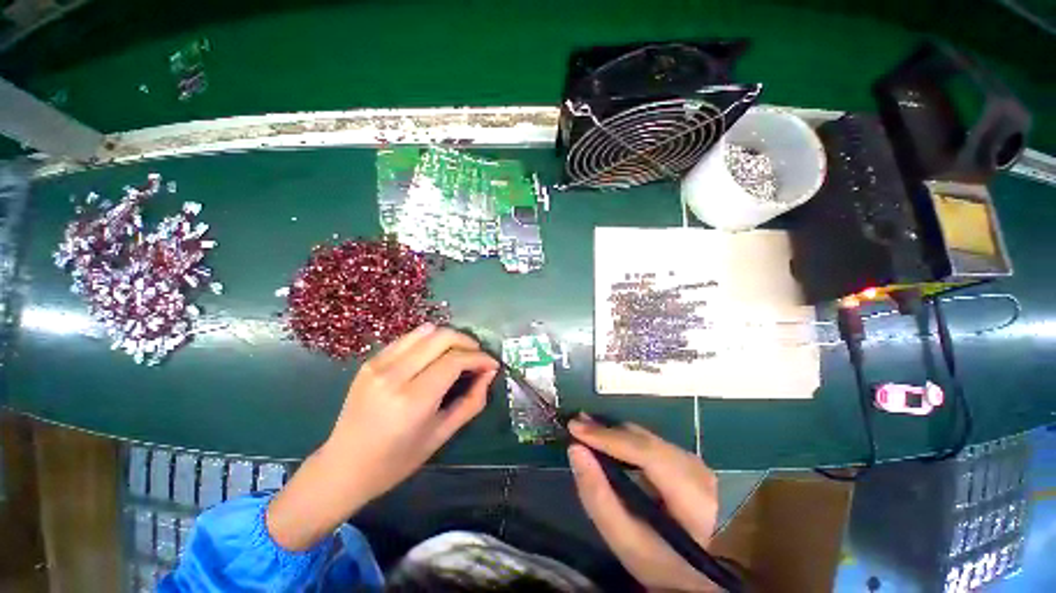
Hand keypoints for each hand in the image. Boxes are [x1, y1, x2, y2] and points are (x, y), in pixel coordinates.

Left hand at [268, 324, 497, 549]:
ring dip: (449, 337)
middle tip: (478, 356)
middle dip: (468, 341)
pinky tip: (435, 355)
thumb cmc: (396, 461)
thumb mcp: (441, 435)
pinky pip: (409, 338)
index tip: (492, 364)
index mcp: (412, 400)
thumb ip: (472, 401)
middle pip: (442, 337)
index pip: (455, 360)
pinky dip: (429, 340)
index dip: (479, 358)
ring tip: (459, 353)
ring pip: (426, 331)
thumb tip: (489, 373)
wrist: (343, 467)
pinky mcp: (371, 360)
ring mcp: (378, 364)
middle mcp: (393, 375)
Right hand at [568, 417, 719, 591]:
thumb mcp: (623, 539)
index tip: (576, 428)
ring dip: (613, 433)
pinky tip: (606, 438)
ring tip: (585, 430)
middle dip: (607, 432)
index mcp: (692, 497)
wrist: (693, 570)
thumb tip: (575, 450)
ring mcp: (693, 462)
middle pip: (645, 440)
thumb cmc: (657, 561)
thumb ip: (597, 495)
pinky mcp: (685, 459)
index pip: (648, 454)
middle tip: (576, 425)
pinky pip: (648, 441)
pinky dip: (624, 439)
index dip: (610, 438)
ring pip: (645, 436)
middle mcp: (697, 471)